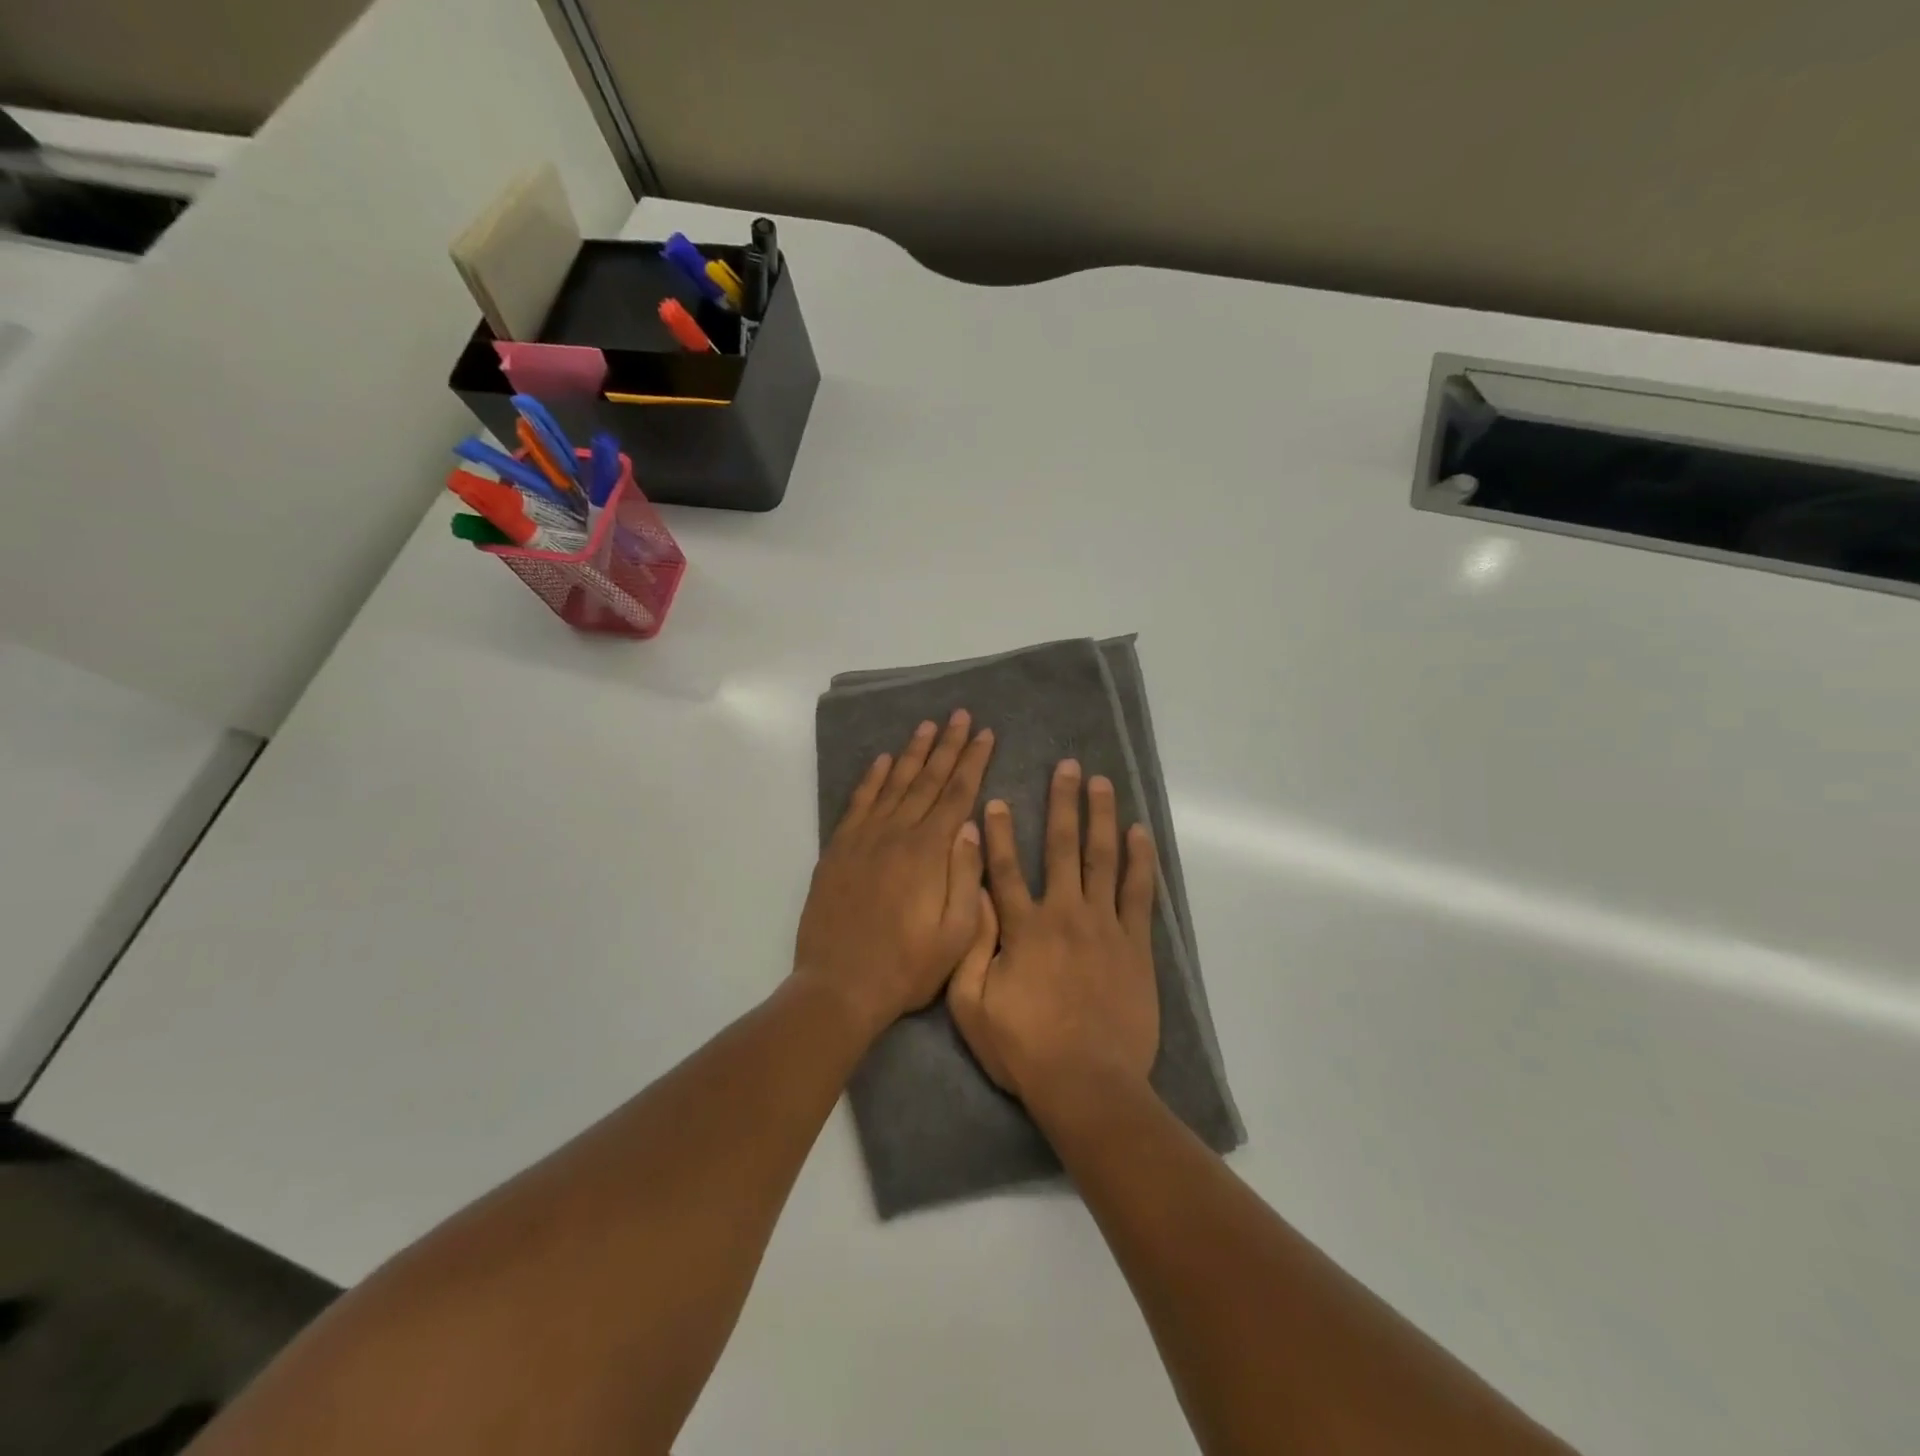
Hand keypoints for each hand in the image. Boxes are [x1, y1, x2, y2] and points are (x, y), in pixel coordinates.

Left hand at [795, 711, 995, 1038]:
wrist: (839, 986)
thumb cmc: (907, 967)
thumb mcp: (957, 933)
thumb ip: (967, 875)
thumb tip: (973, 825)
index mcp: (929, 852)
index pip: (957, 794)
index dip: (973, 761)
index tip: (986, 734)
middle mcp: (897, 834)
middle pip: (927, 779)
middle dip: (948, 745)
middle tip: (961, 715)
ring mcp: (864, 839)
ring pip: (893, 783)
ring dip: (912, 752)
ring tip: (927, 726)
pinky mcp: (839, 850)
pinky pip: (858, 803)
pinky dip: (871, 779)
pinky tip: (882, 761)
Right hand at [947, 759, 1158, 1107]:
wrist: (1088, 1085)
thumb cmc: (1024, 1049)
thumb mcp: (972, 1005)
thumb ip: (972, 946)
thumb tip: (974, 896)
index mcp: (1023, 928)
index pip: (1006, 868)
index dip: (1000, 832)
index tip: (998, 799)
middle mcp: (1064, 914)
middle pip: (1063, 848)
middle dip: (1063, 804)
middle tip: (1067, 767)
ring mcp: (1104, 927)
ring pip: (1102, 859)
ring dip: (1101, 817)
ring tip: (1102, 783)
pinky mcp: (1135, 945)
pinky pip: (1138, 894)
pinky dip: (1140, 861)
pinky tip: (1140, 833)